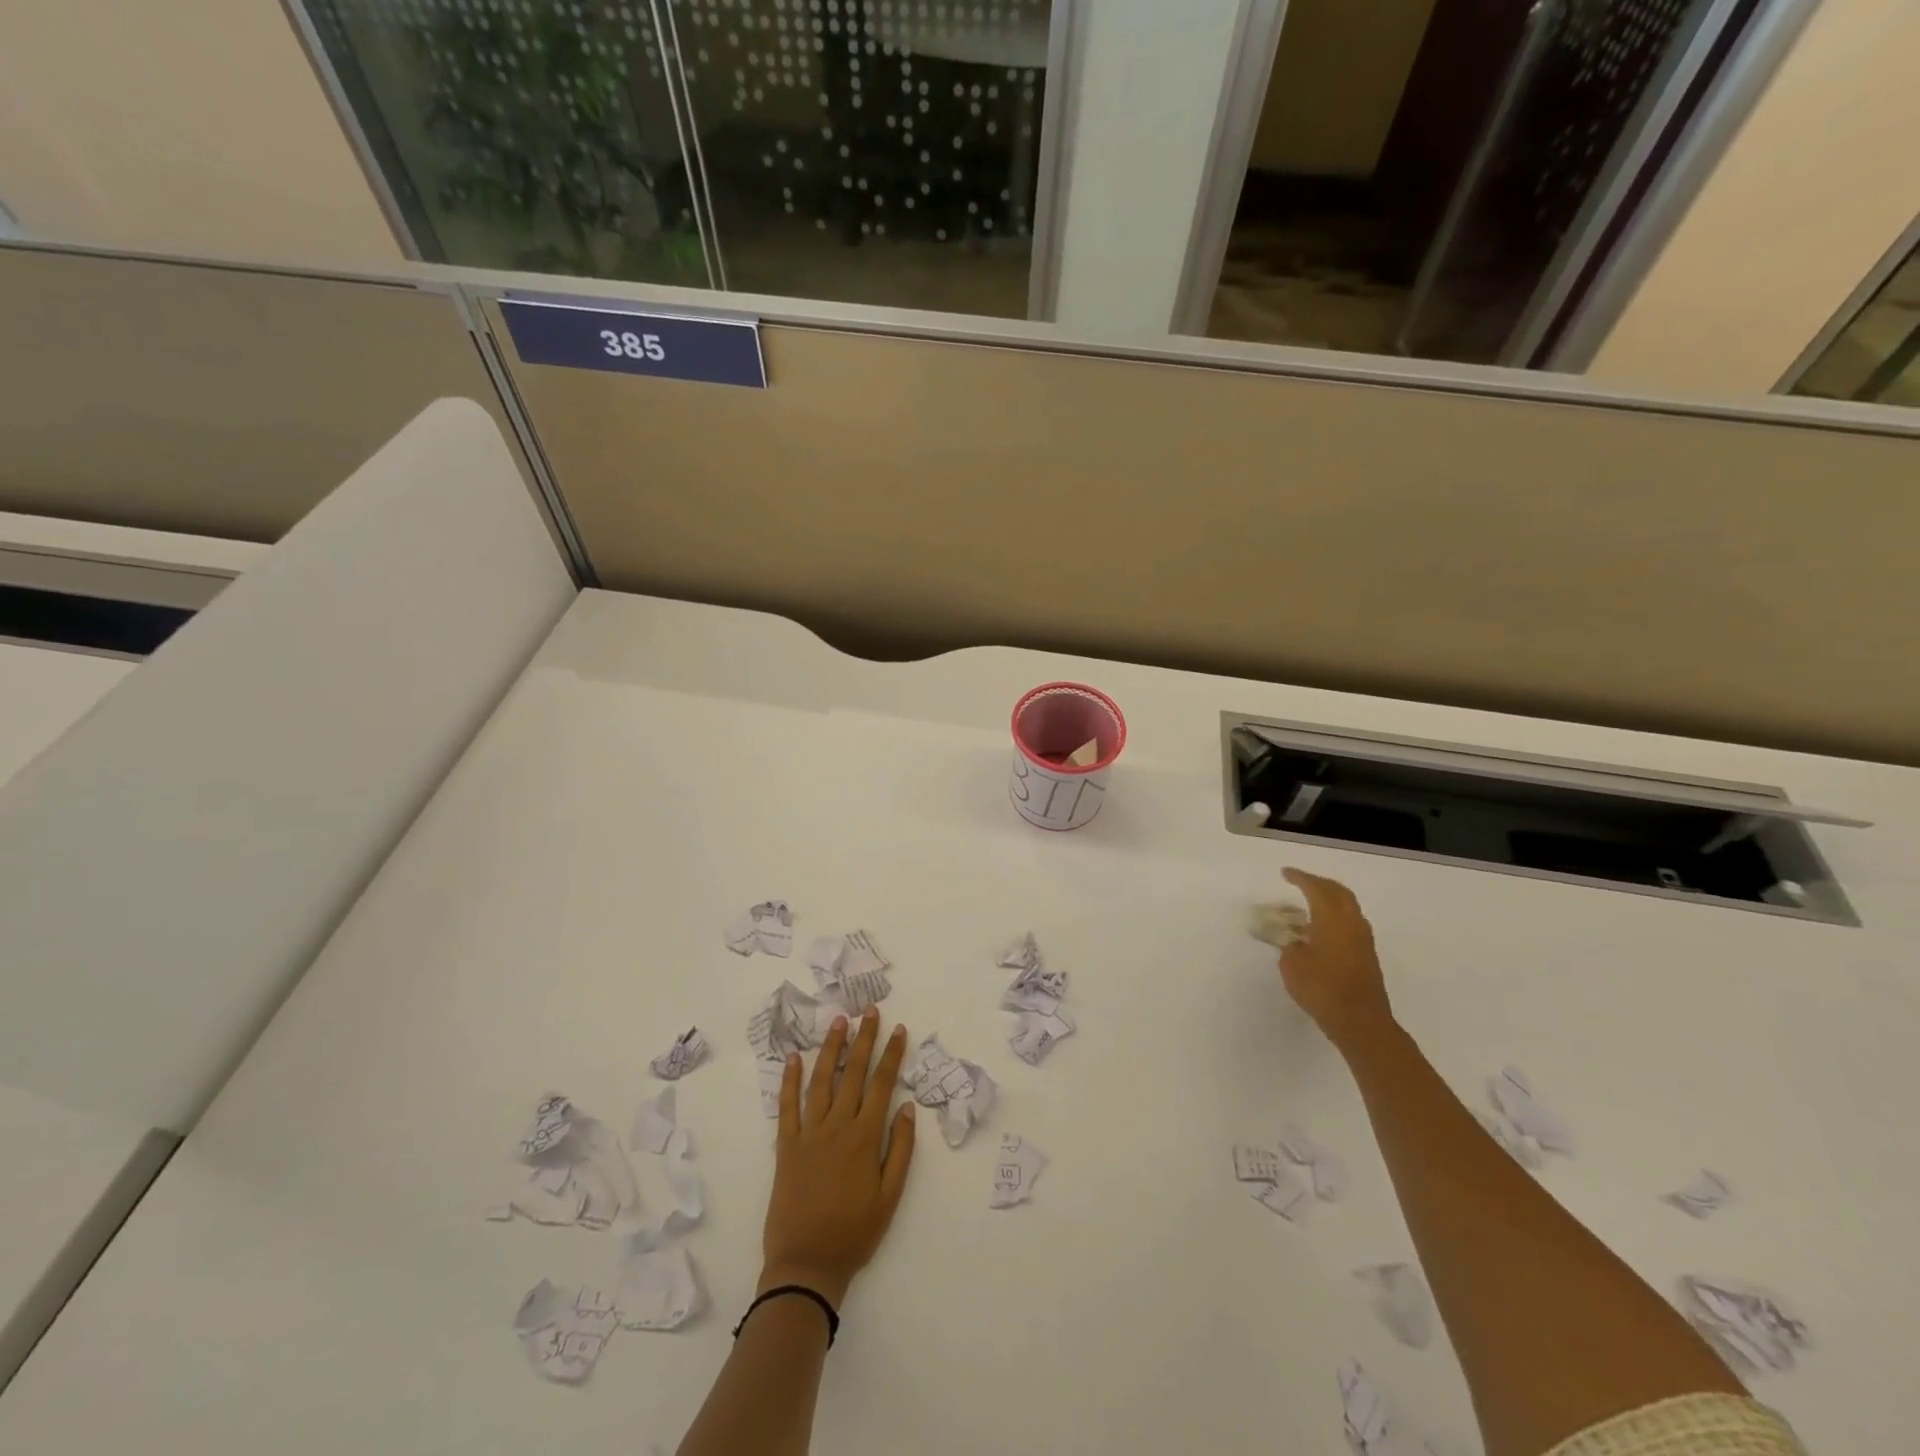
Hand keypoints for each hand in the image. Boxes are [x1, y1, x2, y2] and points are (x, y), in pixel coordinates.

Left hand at [761, 1008, 916, 1307]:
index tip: (898, 1029)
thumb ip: (900, 1150)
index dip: (891, 1055)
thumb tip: (907, 1107)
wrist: (806, 1266)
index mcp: (864, 1138)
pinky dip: (790, 1080)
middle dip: (864, 1040)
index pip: (882, 1085)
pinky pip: (787, 1107)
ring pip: (821, 1081)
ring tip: (839, 1022)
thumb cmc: (854, 1234)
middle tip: (870, 1011)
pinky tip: (794, 1057)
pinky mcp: (786, 1147)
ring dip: (831, 1049)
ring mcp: (809, 1134)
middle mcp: (837, 1127)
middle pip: (853, 1074)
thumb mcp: (890, 1197)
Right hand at [1277, 868, 1394, 1052]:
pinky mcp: (1368, 956)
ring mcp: (1363, 940)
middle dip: (1320, 884)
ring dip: (1330, 901)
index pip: (1316, 888)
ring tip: (1310, 905)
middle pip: (1339, 892)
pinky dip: (1336, 918)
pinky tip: (1322, 931)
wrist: (1360, 1022)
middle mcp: (1352, 923)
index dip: (1300, 878)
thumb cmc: (1322, 988)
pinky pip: (1351, 925)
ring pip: (1348, 908)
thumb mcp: (1292, 965)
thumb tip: (1296, 943)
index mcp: (1332, 918)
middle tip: (1301, 882)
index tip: (1285, 873)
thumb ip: (1291, 947)